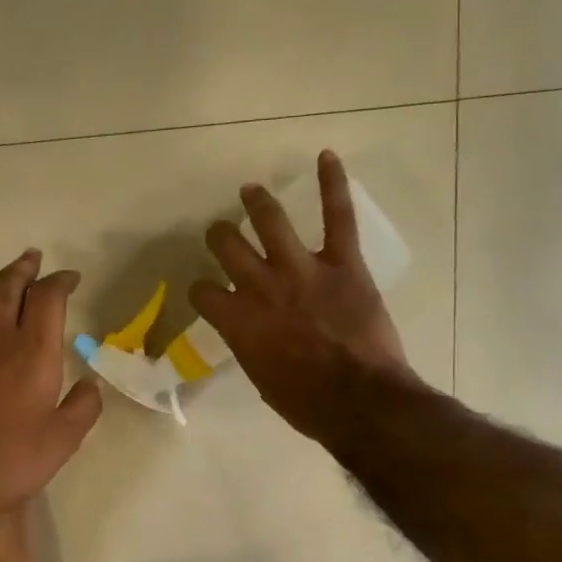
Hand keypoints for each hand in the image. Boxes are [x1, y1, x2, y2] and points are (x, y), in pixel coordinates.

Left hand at [0, 249, 102, 519]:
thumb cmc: (8, 461)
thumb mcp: (62, 441)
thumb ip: (82, 407)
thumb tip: (91, 382)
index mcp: (32, 354)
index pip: (47, 301)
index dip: (60, 283)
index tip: (70, 277)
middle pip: (6, 291)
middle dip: (21, 271)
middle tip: (30, 257)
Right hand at [190, 150, 415, 440]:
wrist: (360, 401)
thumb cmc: (307, 404)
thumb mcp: (263, 380)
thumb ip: (251, 347)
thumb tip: (253, 335)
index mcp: (237, 322)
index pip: (203, 292)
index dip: (201, 291)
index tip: (206, 293)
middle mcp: (261, 287)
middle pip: (227, 246)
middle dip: (220, 237)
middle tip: (221, 234)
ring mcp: (302, 270)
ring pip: (271, 221)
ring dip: (257, 202)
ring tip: (251, 190)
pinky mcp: (343, 263)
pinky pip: (337, 216)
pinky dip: (333, 184)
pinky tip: (326, 157)